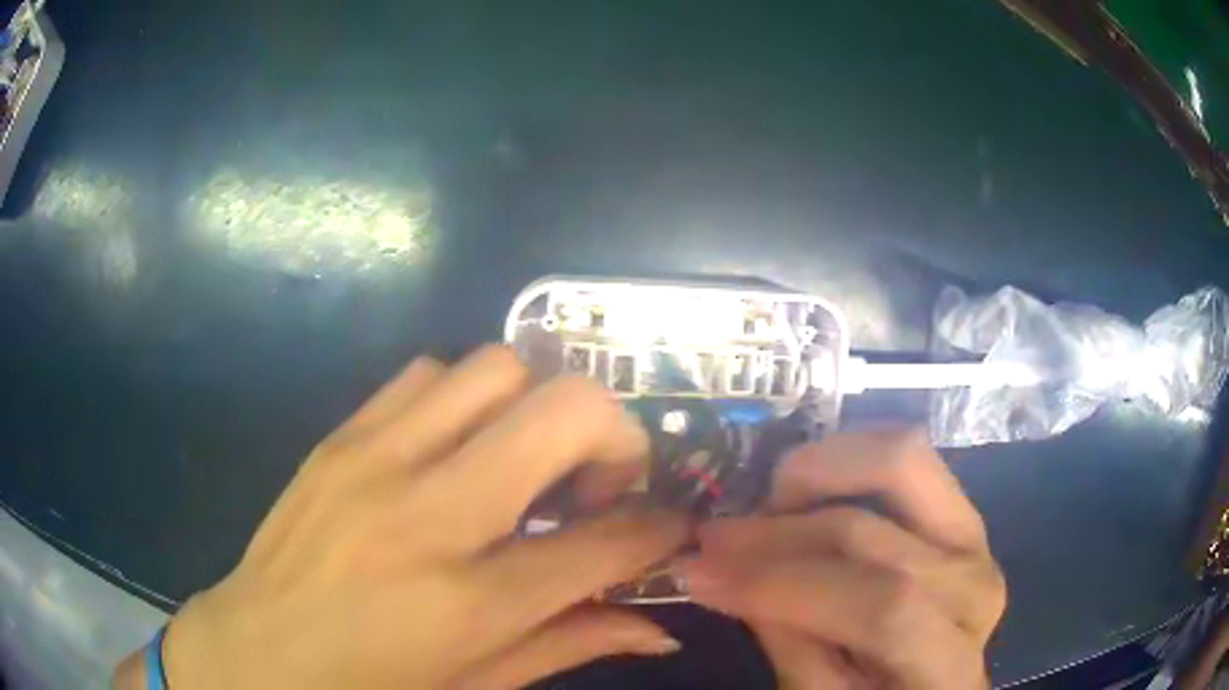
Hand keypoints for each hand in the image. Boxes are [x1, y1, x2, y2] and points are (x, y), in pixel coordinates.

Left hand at [120, 347, 687, 689]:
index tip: (670, 524)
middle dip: (615, 435)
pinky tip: (456, 450)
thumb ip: (571, 645)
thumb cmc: (369, 689)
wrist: (254, 652)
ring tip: (526, 462)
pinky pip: (427, 375)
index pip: (605, 541)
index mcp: (467, 602)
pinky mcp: (340, 436)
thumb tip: (659, 630)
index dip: (658, 527)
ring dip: (536, 407)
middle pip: (562, 409)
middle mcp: (426, 514)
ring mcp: (374, 460)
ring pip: (495, 369)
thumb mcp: (477, 686)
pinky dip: (466, 400)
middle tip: (602, 481)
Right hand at [681, 430, 1005, 688]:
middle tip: (714, 536)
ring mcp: (975, 534)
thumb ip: (790, 643)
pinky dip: (850, 454)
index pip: (878, 607)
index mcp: (949, 656)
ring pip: (903, 461)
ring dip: (819, 468)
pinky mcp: (961, 507)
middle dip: (777, 532)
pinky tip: (809, 483)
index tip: (698, 572)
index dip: (783, 586)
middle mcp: (973, 582)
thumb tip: (732, 573)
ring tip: (769, 500)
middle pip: (875, 533)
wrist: (938, 681)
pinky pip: (908, 455)